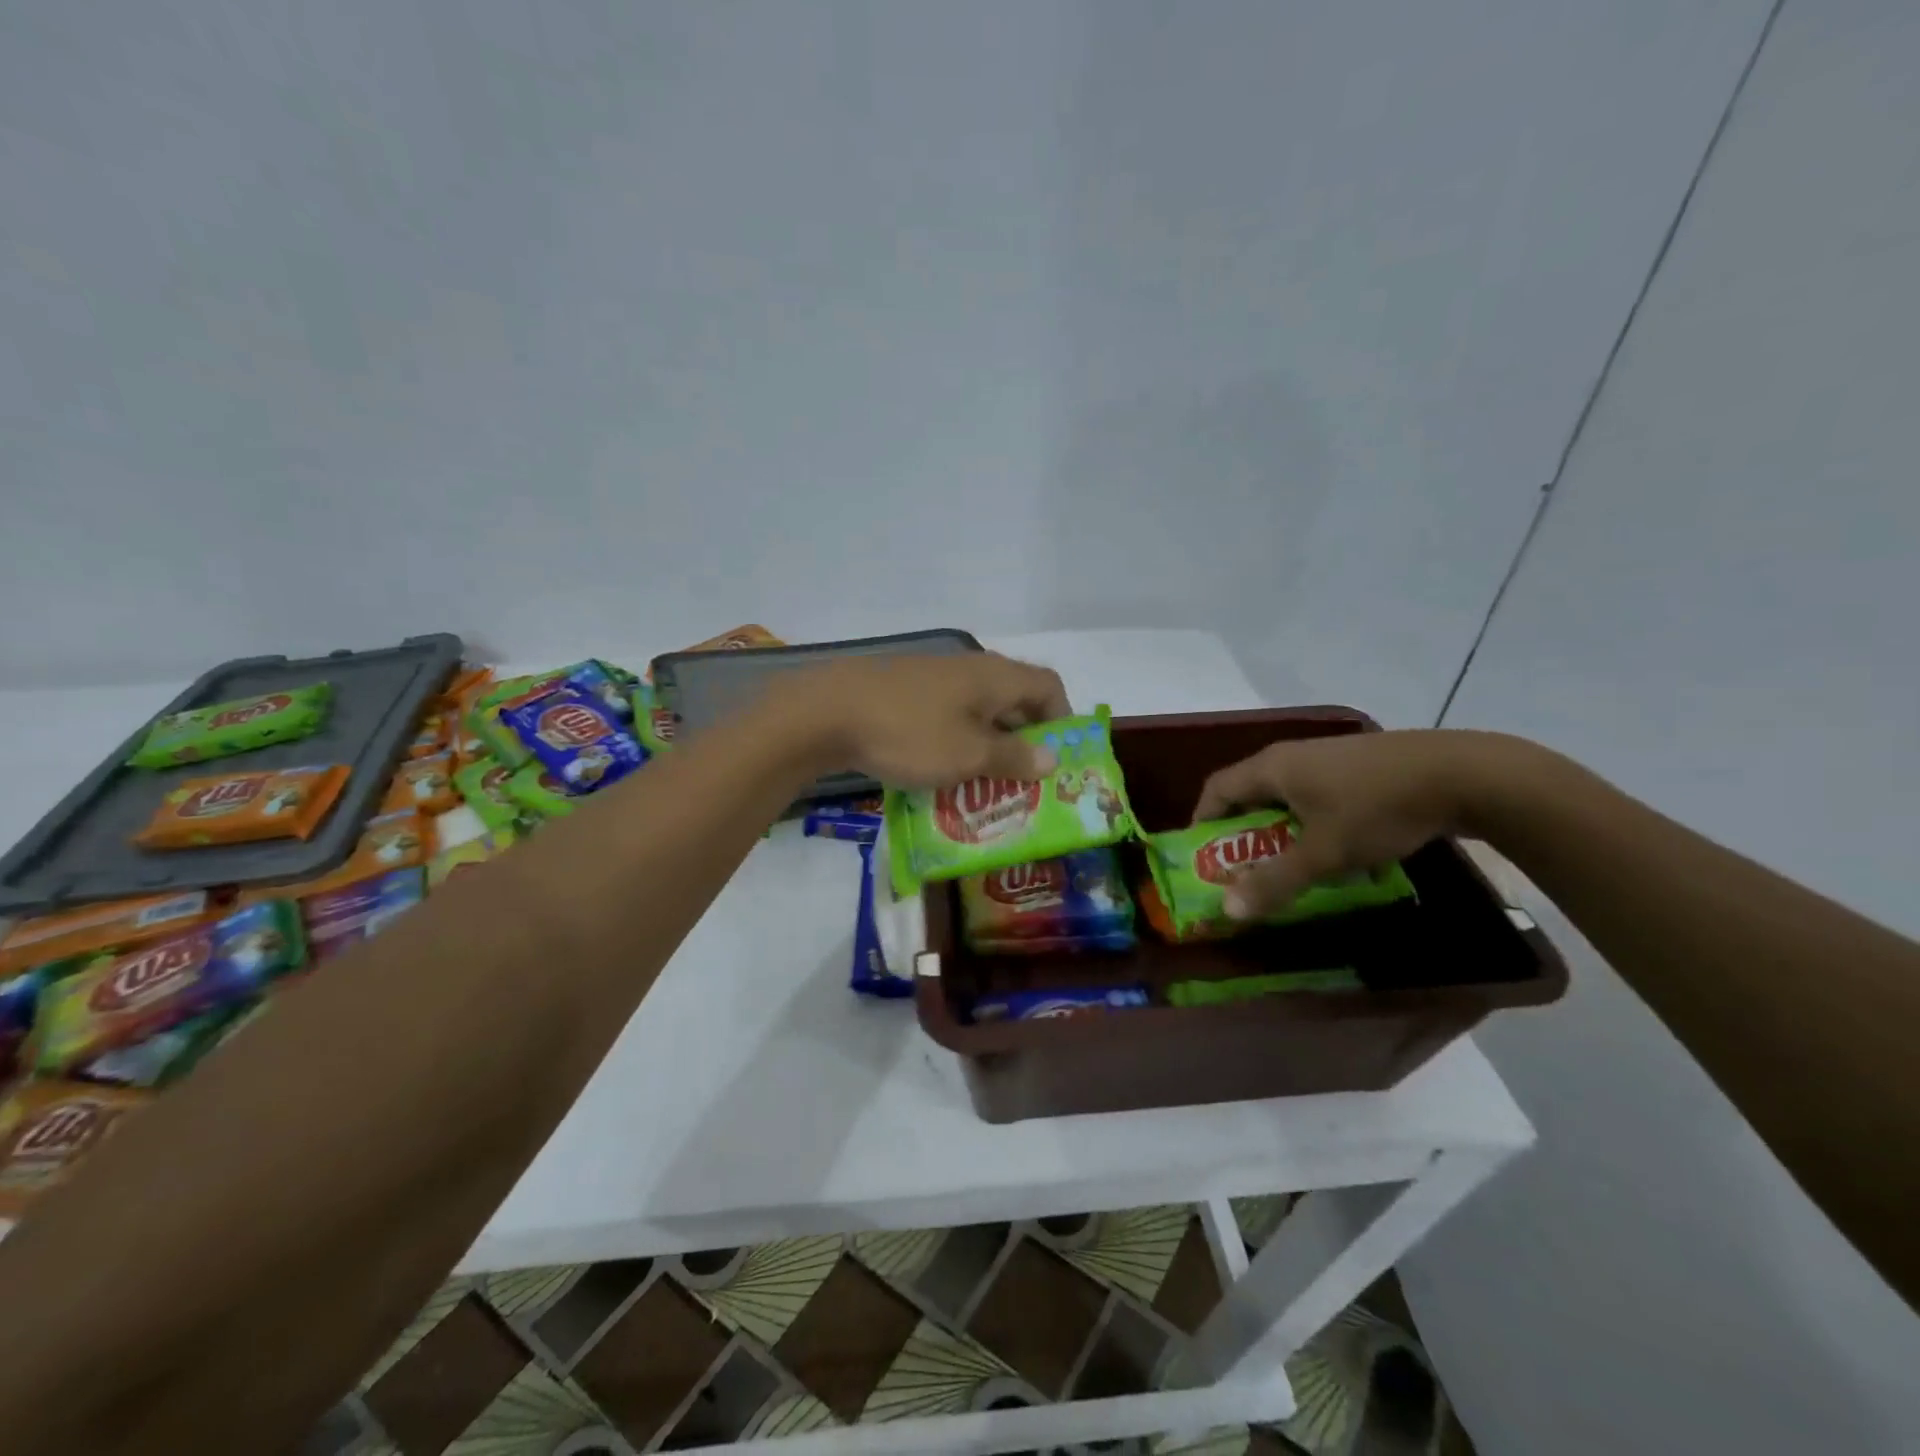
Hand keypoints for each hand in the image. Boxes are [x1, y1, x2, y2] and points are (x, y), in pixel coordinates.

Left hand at [774, 652, 1071, 788]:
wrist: (826, 712)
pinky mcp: (904, 691)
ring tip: (984, 785)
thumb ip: (1012, 757)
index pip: (1048, 686)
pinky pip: (946, 715)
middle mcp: (970, 668)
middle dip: (1024, 740)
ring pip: (977, 710)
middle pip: (1014, 698)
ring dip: (988, 744)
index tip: (1056, 759)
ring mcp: (933, 677)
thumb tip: (1052, 758)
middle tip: (1024, 782)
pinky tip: (940, 771)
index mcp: (995, 676)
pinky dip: (955, 741)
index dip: (1062, 720)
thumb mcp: (968, 755)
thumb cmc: (910, 734)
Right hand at [1191, 729, 1513, 919]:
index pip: (1216, 789)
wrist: (1463, 774)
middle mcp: (1292, 756)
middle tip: (1244, 871)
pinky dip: (1312, 822)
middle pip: (1250, 792)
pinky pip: (1317, 794)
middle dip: (1242, 833)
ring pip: (1287, 795)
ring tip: (1291, 866)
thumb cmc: (1376, 809)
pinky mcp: (1359, 766)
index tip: (1202, 857)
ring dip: (1279, 830)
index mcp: (1272, 768)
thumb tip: (1227, 911)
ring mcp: (1328, 757)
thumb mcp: (1323, 854)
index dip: (1202, 822)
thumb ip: (1274, 882)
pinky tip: (1338, 849)